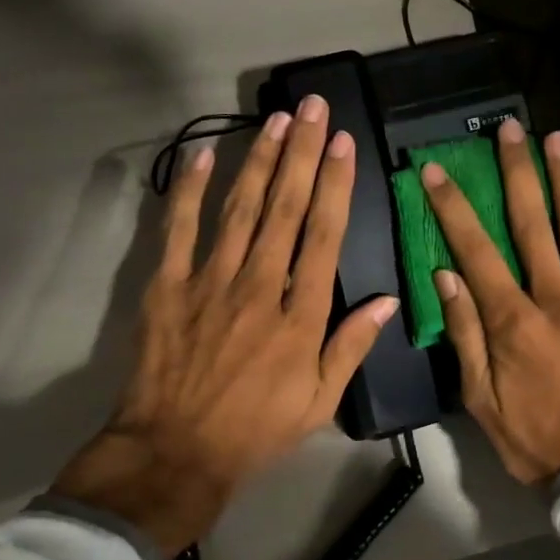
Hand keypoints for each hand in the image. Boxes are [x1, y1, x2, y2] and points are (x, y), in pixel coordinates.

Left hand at [53, 96, 398, 553]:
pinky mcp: (169, 285)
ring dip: (260, 160)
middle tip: (314, 108)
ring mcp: (210, 280)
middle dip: (303, 153)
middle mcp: (260, 285)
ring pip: (241, 208)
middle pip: (286, 207)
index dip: (335, 184)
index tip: (343, 144)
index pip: (324, 234)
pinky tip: (201, 154)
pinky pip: (180, 228)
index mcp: (300, 313)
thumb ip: (352, 345)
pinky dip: (188, 189)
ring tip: (278, 121)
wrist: (176, 450)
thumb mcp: (320, 400)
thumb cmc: (257, 429)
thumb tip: (390, 300)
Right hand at [421, 120, 559, 484]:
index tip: (437, 170)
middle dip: (518, 172)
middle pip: (534, 224)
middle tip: (510, 129)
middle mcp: (558, 299)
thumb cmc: (532, 436)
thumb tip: (445, 274)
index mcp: (515, 323)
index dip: (454, 207)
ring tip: (557, 139)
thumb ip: (464, 332)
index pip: (477, 251)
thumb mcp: (480, 398)